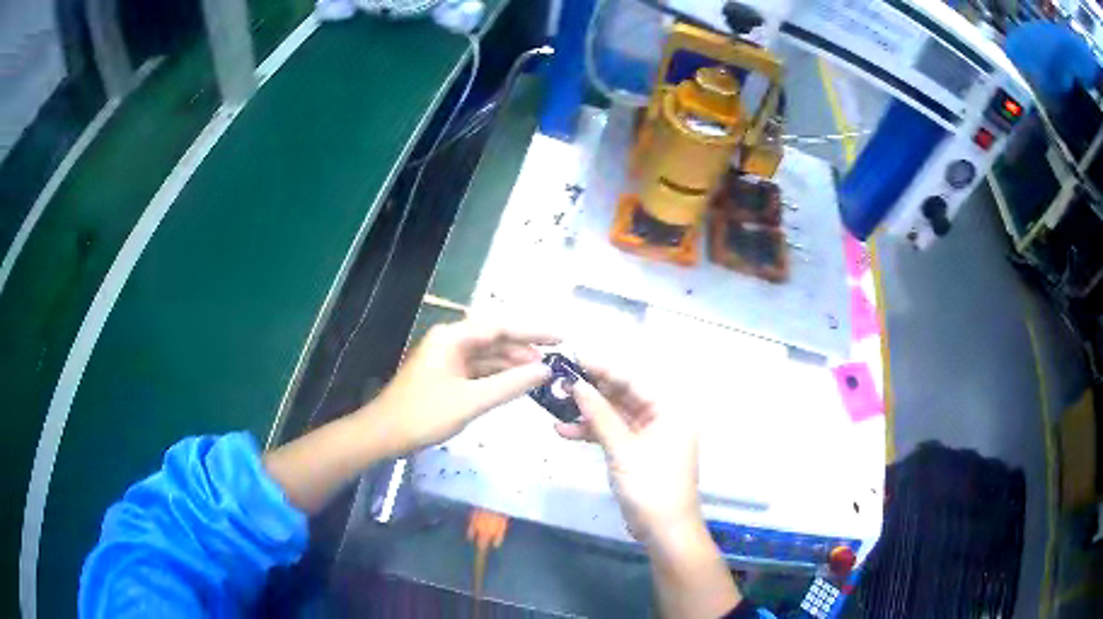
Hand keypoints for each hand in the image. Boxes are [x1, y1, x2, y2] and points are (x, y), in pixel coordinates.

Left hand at [363, 318, 557, 454]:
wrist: (385, 434)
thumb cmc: (425, 414)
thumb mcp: (472, 401)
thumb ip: (510, 384)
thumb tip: (545, 371)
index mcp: (453, 337)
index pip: (501, 327)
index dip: (533, 332)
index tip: (561, 339)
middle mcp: (451, 340)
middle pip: (495, 338)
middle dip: (524, 349)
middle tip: (555, 362)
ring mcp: (447, 357)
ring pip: (487, 355)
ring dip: (512, 364)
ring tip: (541, 374)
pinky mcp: (446, 374)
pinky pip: (478, 369)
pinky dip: (497, 376)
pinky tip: (516, 384)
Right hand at [555, 361, 701, 547]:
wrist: (664, 530)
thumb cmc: (651, 486)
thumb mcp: (623, 450)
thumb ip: (599, 415)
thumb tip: (576, 384)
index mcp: (669, 409)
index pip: (632, 379)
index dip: (602, 367)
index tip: (573, 356)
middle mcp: (661, 416)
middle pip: (623, 394)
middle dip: (591, 389)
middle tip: (559, 381)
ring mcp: (648, 434)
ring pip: (614, 413)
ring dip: (587, 411)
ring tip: (555, 403)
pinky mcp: (636, 451)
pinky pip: (613, 432)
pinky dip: (591, 431)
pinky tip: (564, 430)